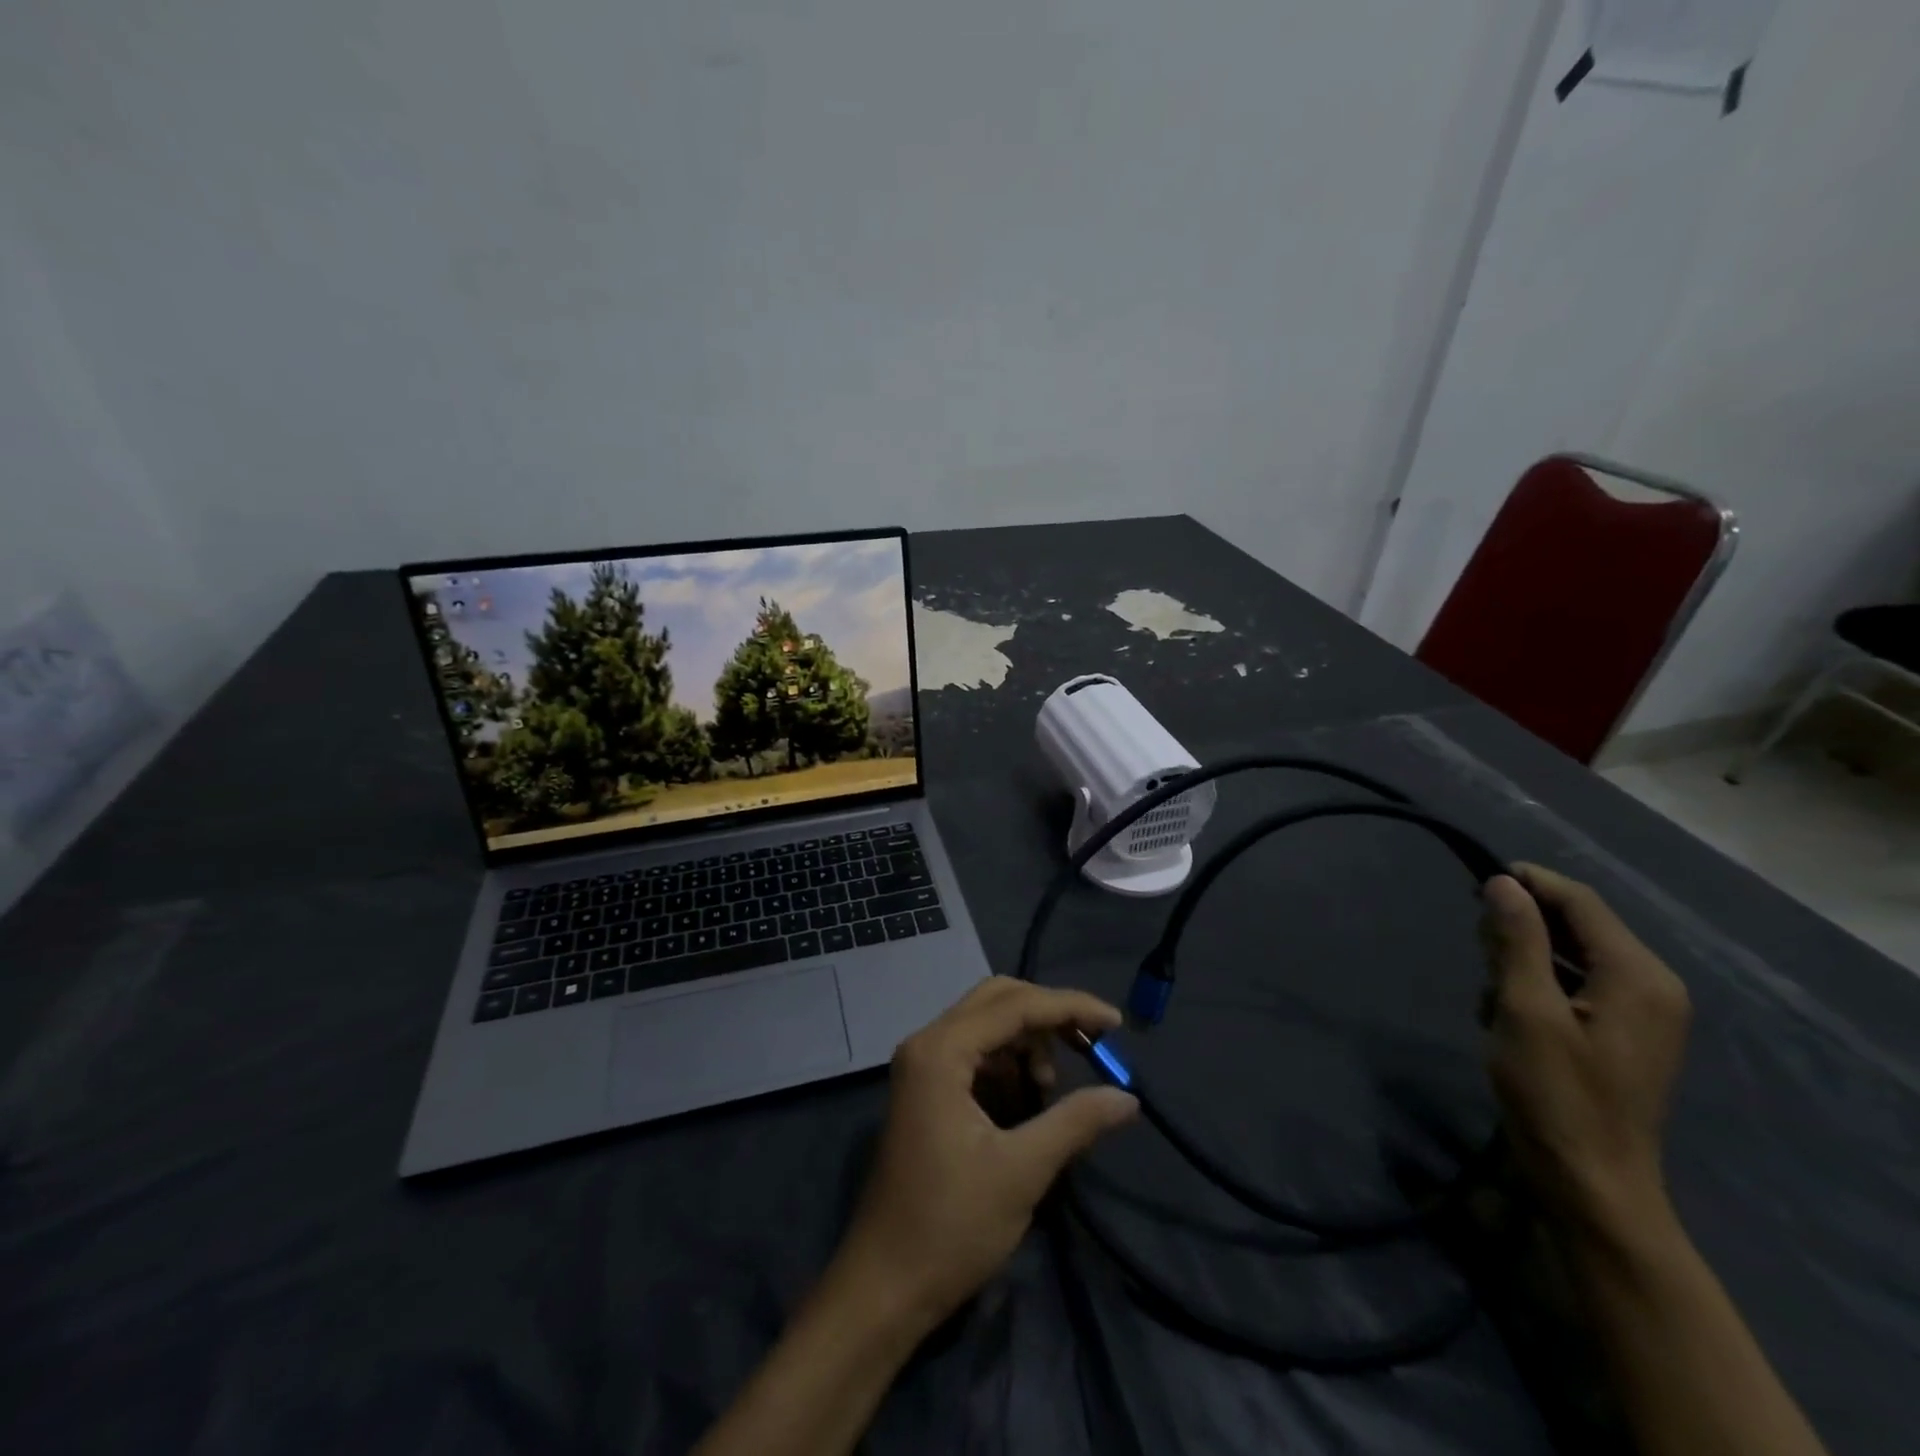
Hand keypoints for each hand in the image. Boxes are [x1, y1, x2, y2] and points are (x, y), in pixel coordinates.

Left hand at [833, 978, 1138, 1331]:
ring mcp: (922, 1065)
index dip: (1070, 1007)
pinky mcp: (926, 1089)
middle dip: (1048, 1015)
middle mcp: (927, 1043)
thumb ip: (1075, 1122)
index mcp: (941, 1051)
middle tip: (1091, 1044)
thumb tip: (1127, 1098)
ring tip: (1051, 1090)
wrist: (885, 1285)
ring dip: (1028, 1043)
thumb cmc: (950, 1226)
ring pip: (987, 1024)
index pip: (1015, 1005)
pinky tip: (1029, 1099)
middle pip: (997, 1000)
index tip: (1116, 1024)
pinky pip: (976, 1053)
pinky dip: (1008, 1064)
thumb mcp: (1021, 1172)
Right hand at [1480, 865, 1691, 1242]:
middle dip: (1523, 928)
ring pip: (1573, 955)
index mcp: (1639, 976)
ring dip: (1525, 960)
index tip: (1476, 878)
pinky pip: (1577, 984)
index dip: (1530, 882)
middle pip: (1580, 926)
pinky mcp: (1624, 1034)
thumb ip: (1517, 941)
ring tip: (1490, 991)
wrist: (1591, 1182)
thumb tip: (1503, 883)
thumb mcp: (1524, 1010)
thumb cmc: (1555, 1094)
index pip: (1582, 902)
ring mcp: (1643, 1013)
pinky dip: (1538, 985)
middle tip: (1477, 949)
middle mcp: (1653, 986)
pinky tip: (1508, 1013)